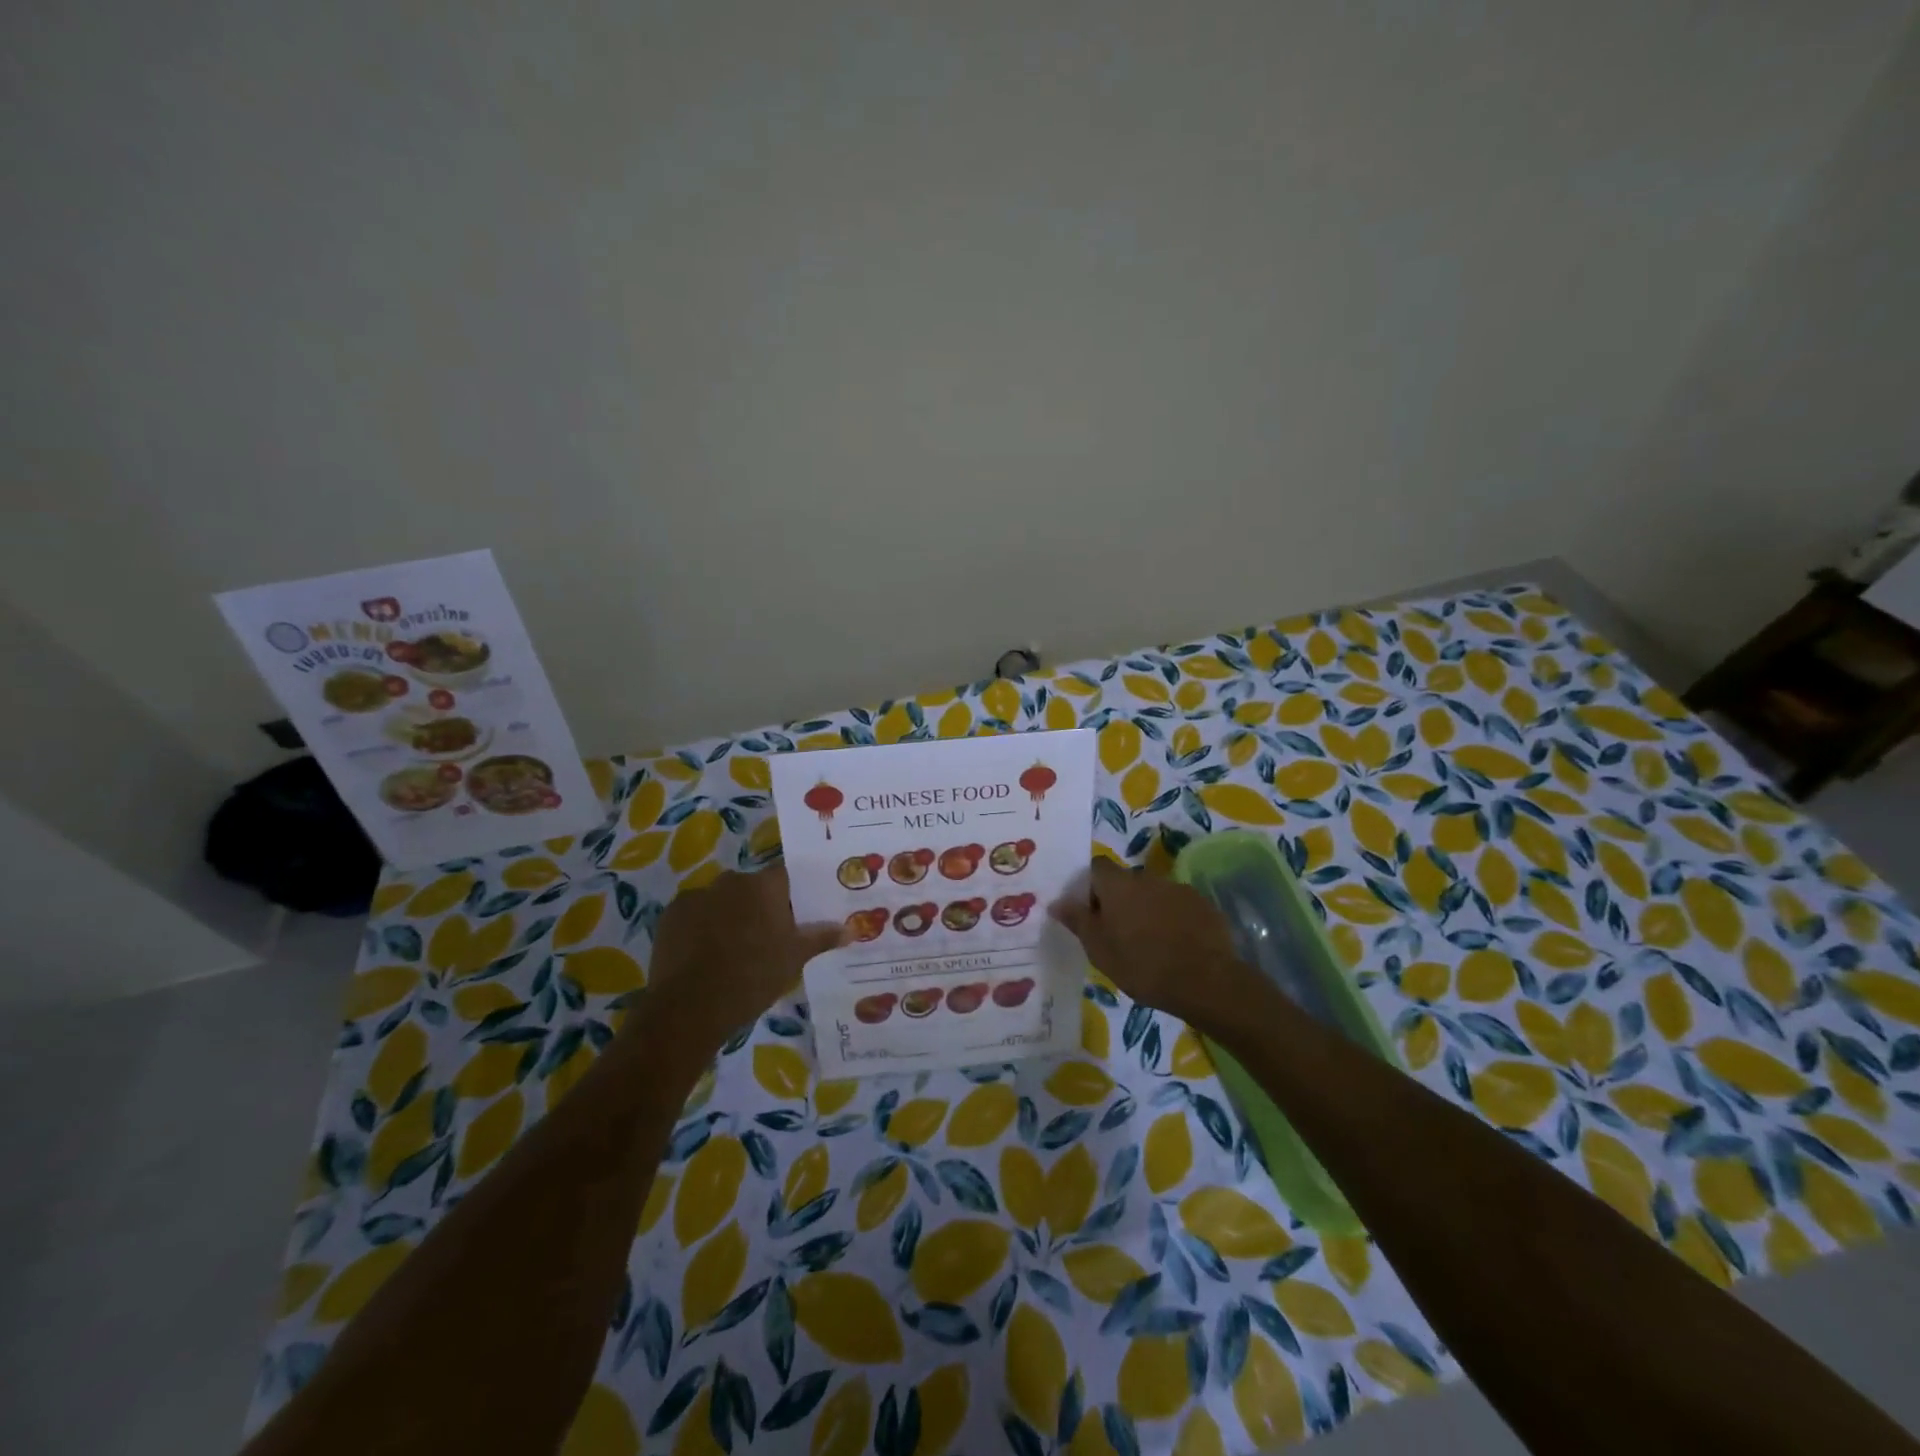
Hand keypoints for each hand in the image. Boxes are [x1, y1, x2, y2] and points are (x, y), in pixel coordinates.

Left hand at [645, 866, 843, 1050]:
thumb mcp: (794, 959)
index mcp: (764, 886)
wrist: (689, 1008)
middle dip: (761, 905)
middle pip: (753, 887)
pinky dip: (702, 927)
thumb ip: (822, 938)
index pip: (787, 875)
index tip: (798, 912)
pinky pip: (695, 914)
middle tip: (770, 936)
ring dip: (730, 915)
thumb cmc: (752, 977)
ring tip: (735, 949)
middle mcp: (731, 881)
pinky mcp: (671, 915)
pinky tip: (706, 955)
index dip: (793, 892)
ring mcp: (697, 895)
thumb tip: (851, 929)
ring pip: (722, 900)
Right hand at [1049, 859, 1253, 1031]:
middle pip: (1125, 882)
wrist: (1205, 981)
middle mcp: (1147, 878)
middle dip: (1120, 901)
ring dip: (1147, 910)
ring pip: (1153, 894)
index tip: (1091, 913)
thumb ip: (1077, 920)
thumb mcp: (1099, 949)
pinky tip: (1176, 946)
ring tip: (1149, 943)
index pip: (1096, 867)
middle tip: (1118, 934)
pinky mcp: (1203, 905)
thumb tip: (1056, 901)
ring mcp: (1178, 889)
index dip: (1090, 886)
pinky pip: (1178, 906)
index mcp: (1117, 885)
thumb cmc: (1141, 965)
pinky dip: (1173, 919)